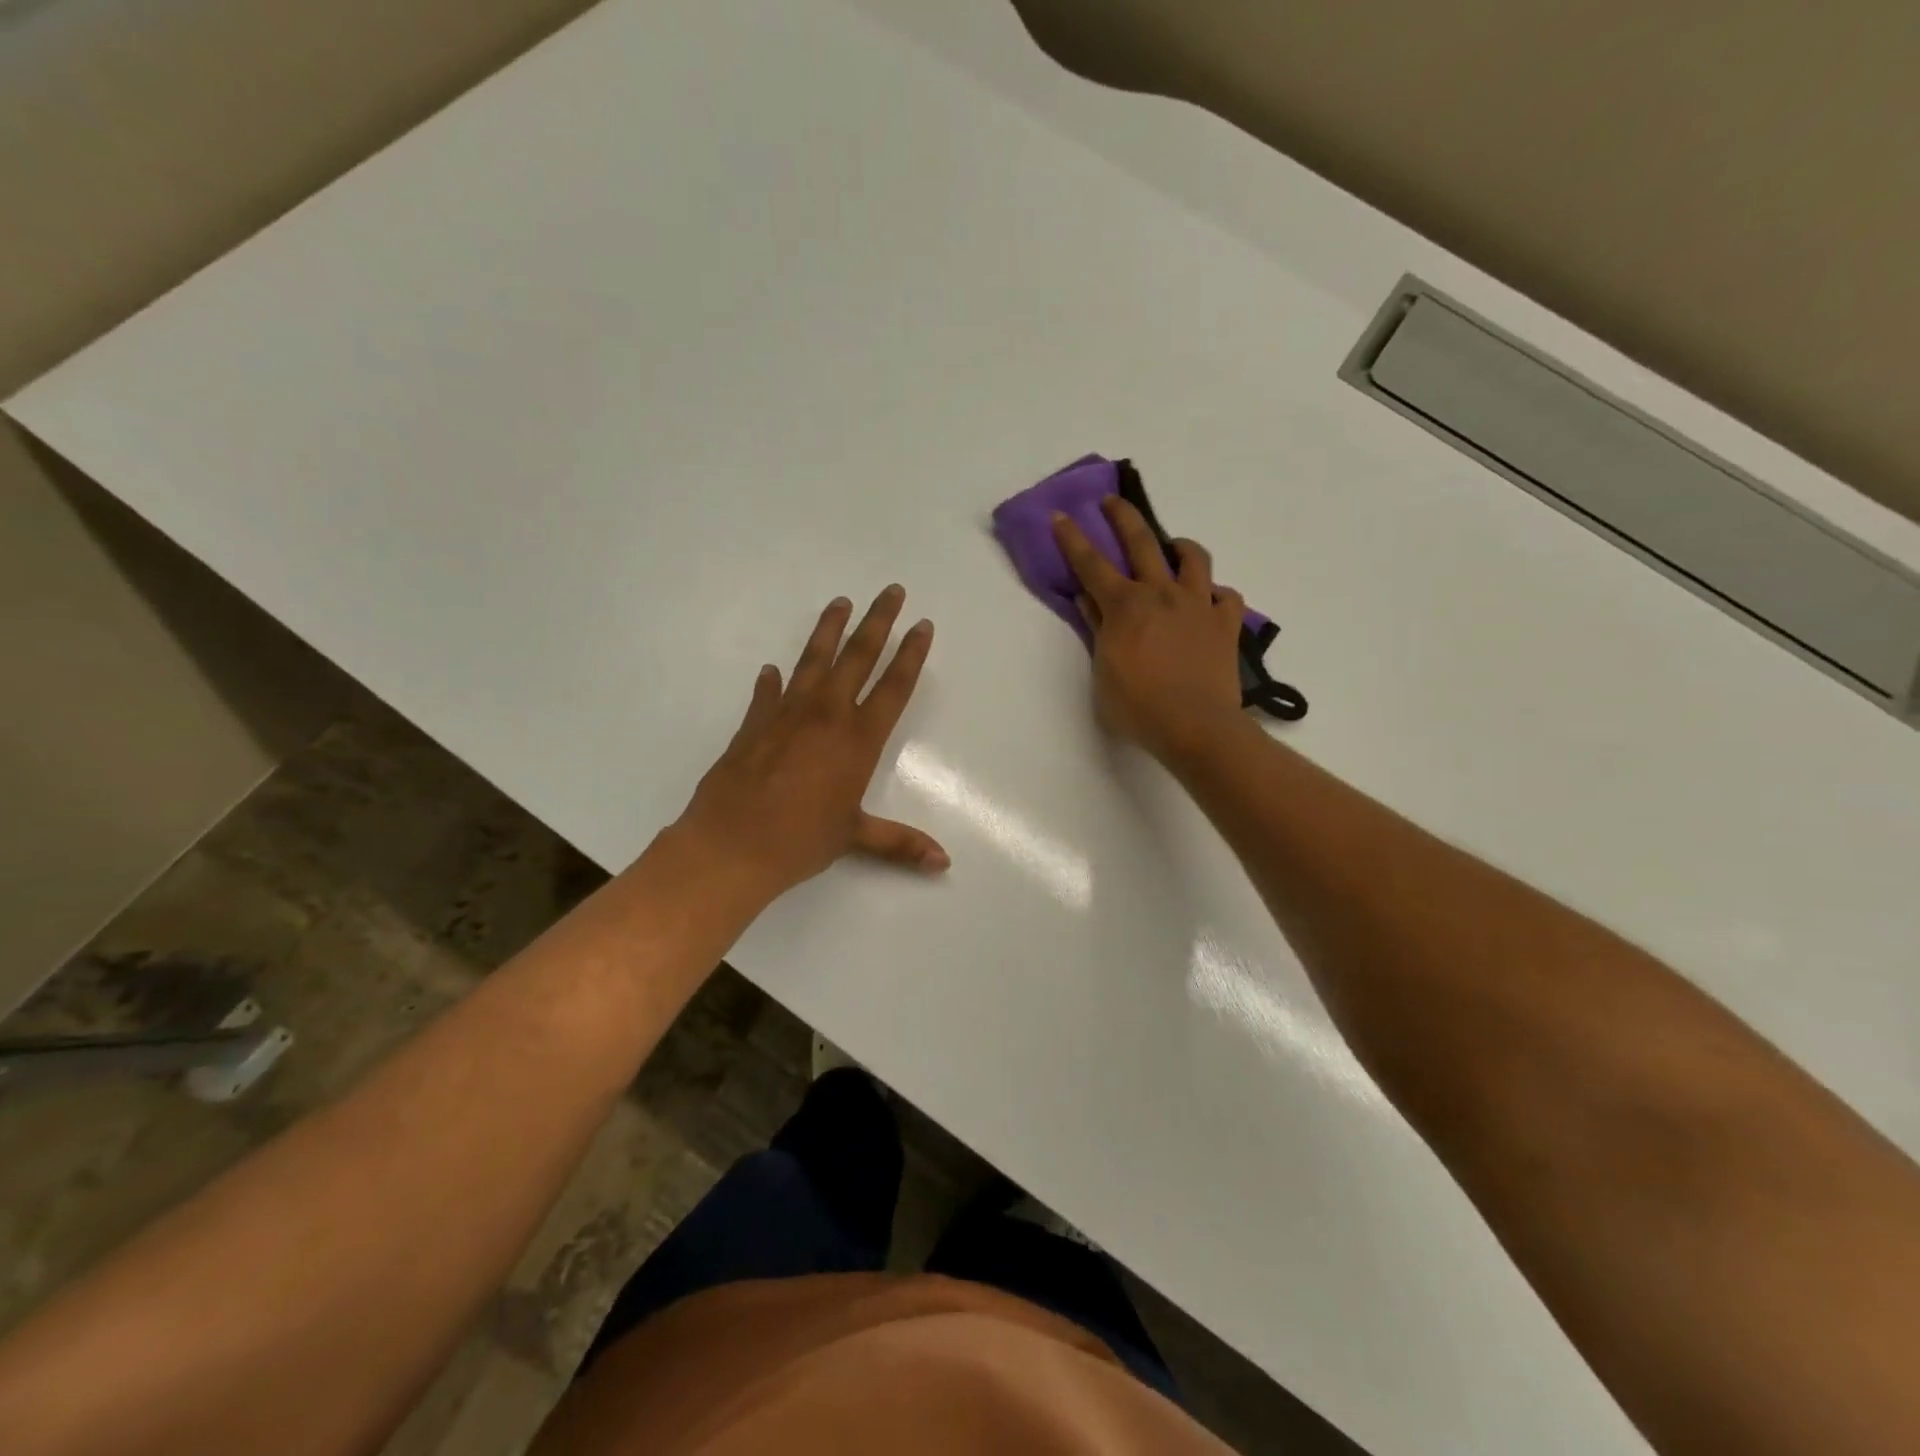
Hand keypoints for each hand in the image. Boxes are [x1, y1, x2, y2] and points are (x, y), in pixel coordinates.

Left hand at [676, 585, 947, 902]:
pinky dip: (772, 681)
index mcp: (857, 739)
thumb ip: (900, 843)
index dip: (911, 654)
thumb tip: (944, 863)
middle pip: (858, 657)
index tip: (922, 624)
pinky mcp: (753, 724)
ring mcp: (786, 714)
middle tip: (890, 590)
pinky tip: (772, 670)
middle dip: (877, 622)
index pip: (893, 687)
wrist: (731, 845)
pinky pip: (768, 693)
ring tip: (840, 602)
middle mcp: (826, 716)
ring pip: (813, 661)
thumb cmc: (800, 841)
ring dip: (829, 630)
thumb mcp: (855, 838)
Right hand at [1052, 497, 1245, 759]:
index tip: (1061, 516)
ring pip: (1193, 558)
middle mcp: (1162, 593)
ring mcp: (1198, 605)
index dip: (1073, 539)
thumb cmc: (1138, 706)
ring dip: (1180, 547)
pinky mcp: (1226, 623)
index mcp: (1125, 606)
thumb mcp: (1104, 670)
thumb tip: (1088, 599)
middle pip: (1142, 542)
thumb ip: (1098, 629)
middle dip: (1123, 517)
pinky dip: (1215, 594)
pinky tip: (1208, 601)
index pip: (1091, 564)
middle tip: (1112, 501)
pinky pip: (1226, 596)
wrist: (1195, 726)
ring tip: (1174, 549)